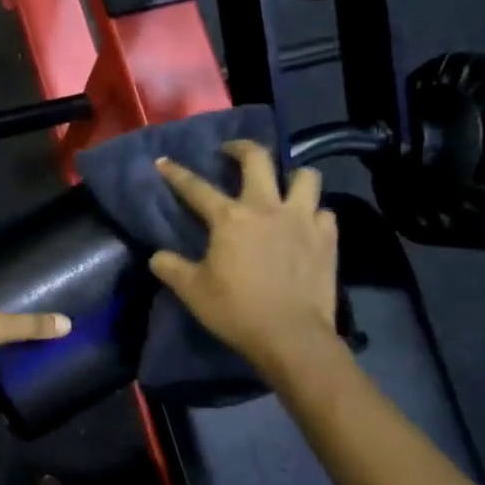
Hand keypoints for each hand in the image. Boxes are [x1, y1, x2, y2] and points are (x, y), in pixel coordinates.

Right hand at [150, 142, 339, 371]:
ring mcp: (302, 219)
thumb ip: (171, 268)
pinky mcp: (328, 238)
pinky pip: (323, 211)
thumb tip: (157, 256)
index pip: (196, 187)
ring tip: (281, 186)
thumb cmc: (236, 311)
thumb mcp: (192, 291)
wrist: (291, 336)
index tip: (163, 162)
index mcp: (230, 218)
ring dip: (291, 176)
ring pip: (305, 176)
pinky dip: (313, 213)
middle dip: (241, 148)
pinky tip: (304, 225)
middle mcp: (267, 207)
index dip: (176, 173)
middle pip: (258, 159)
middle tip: (231, 152)